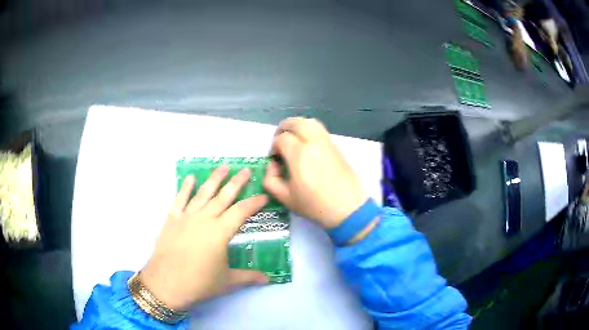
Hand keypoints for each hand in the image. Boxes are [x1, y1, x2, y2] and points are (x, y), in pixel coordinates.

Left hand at [140, 166, 268, 309]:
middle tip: (246, 169)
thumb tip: (268, 279)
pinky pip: (180, 199)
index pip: (241, 212)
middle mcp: (204, 219)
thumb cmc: (199, 283)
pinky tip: (191, 177)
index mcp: (220, 232)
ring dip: (214, 179)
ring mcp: (186, 217)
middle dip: (236, 182)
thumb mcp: (227, 282)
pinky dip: (185, 187)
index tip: (264, 196)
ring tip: (223, 166)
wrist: (166, 284)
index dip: (254, 203)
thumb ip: (248, 277)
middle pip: (223, 196)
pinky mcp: (171, 220)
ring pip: (203, 193)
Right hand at [263, 117, 367, 228]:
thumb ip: (271, 180)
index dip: (274, 146)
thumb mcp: (286, 198)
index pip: (281, 139)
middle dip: (283, 128)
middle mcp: (314, 143)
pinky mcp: (337, 146)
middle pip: (296, 123)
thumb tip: (272, 165)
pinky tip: (307, 145)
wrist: (347, 208)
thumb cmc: (315, 206)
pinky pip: (321, 130)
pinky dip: (310, 131)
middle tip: (280, 141)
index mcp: (300, 155)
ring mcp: (327, 143)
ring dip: (298, 126)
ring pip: (310, 122)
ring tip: (293, 138)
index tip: (275, 158)